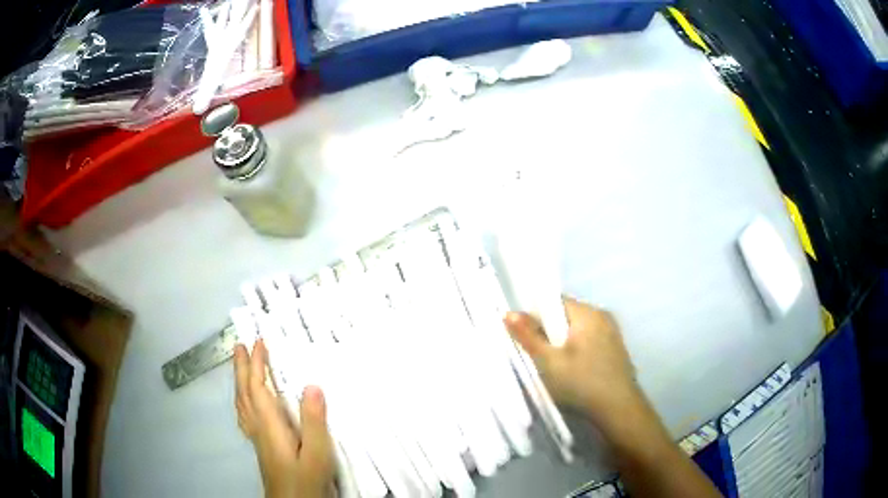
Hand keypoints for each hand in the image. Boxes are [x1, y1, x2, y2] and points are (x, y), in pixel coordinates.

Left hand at [234, 340, 334, 497]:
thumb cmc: (306, 481)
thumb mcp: (317, 454)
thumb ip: (314, 421)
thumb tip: (312, 385)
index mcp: (270, 426)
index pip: (258, 388)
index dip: (256, 364)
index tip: (259, 342)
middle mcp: (258, 429)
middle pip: (244, 393)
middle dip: (241, 368)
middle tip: (240, 345)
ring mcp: (257, 439)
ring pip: (242, 404)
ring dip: (239, 382)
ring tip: (240, 367)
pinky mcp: (261, 448)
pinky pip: (245, 415)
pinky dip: (243, 400)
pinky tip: (246, 404)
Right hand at [504, 297, 643, 428]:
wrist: (618, 409)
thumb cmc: (581, 383)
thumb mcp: (549, 361)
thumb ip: (528, 336)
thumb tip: (508, 313)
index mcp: (587, 313)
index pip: (554, 302)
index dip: (536, 317)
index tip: (528, 340)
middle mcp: (602, 316)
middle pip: (566, 316)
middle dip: (550, 333)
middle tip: (541, 358)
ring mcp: (612, 333)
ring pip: (578, 331)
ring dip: (564, 344)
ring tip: (557, 368)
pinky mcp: (616, 349)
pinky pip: (590, 341)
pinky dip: (578, 352)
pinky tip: (575, 373)